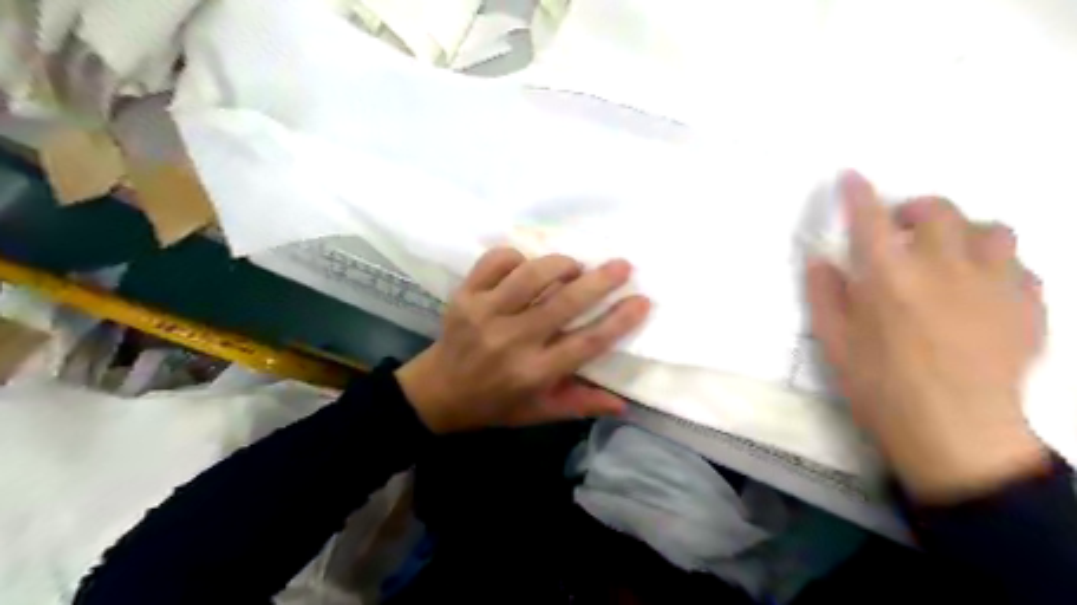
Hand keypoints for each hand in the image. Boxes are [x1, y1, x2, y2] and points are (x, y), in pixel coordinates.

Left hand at [393, 248, 646, 431]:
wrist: (437, 392)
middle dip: (601, 280)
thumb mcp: (539, 411)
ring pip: (531, 275)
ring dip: (560, 264)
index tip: (642, 300)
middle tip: (622, 266)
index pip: (587, 342)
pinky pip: (496, 261)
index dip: (619, 320)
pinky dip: (517, 256)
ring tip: (574, 266)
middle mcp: (512, 341)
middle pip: (565, 303)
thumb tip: (624, 404)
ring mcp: (484, 314)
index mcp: (534, 373)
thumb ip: (581, 404)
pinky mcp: (464, 296)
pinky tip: (527, 265)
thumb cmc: (495, 403)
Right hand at [807, 171, 1053, 500]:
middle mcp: (942, 267)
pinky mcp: (1029, 306)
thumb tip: (821, 260)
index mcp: (888, 277)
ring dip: (963, 232)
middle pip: (937, 210)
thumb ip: (824, 295)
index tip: (852, 176)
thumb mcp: (834, 343)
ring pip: (991, 229)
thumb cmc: (881, 387)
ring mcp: (994, 283)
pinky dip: (996, 267)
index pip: (869, 219)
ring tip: (948, 255)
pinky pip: (1020, 266)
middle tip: (899, 229)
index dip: (858, 193)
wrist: (954, 433)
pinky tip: (981, 291)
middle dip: (914, 210)